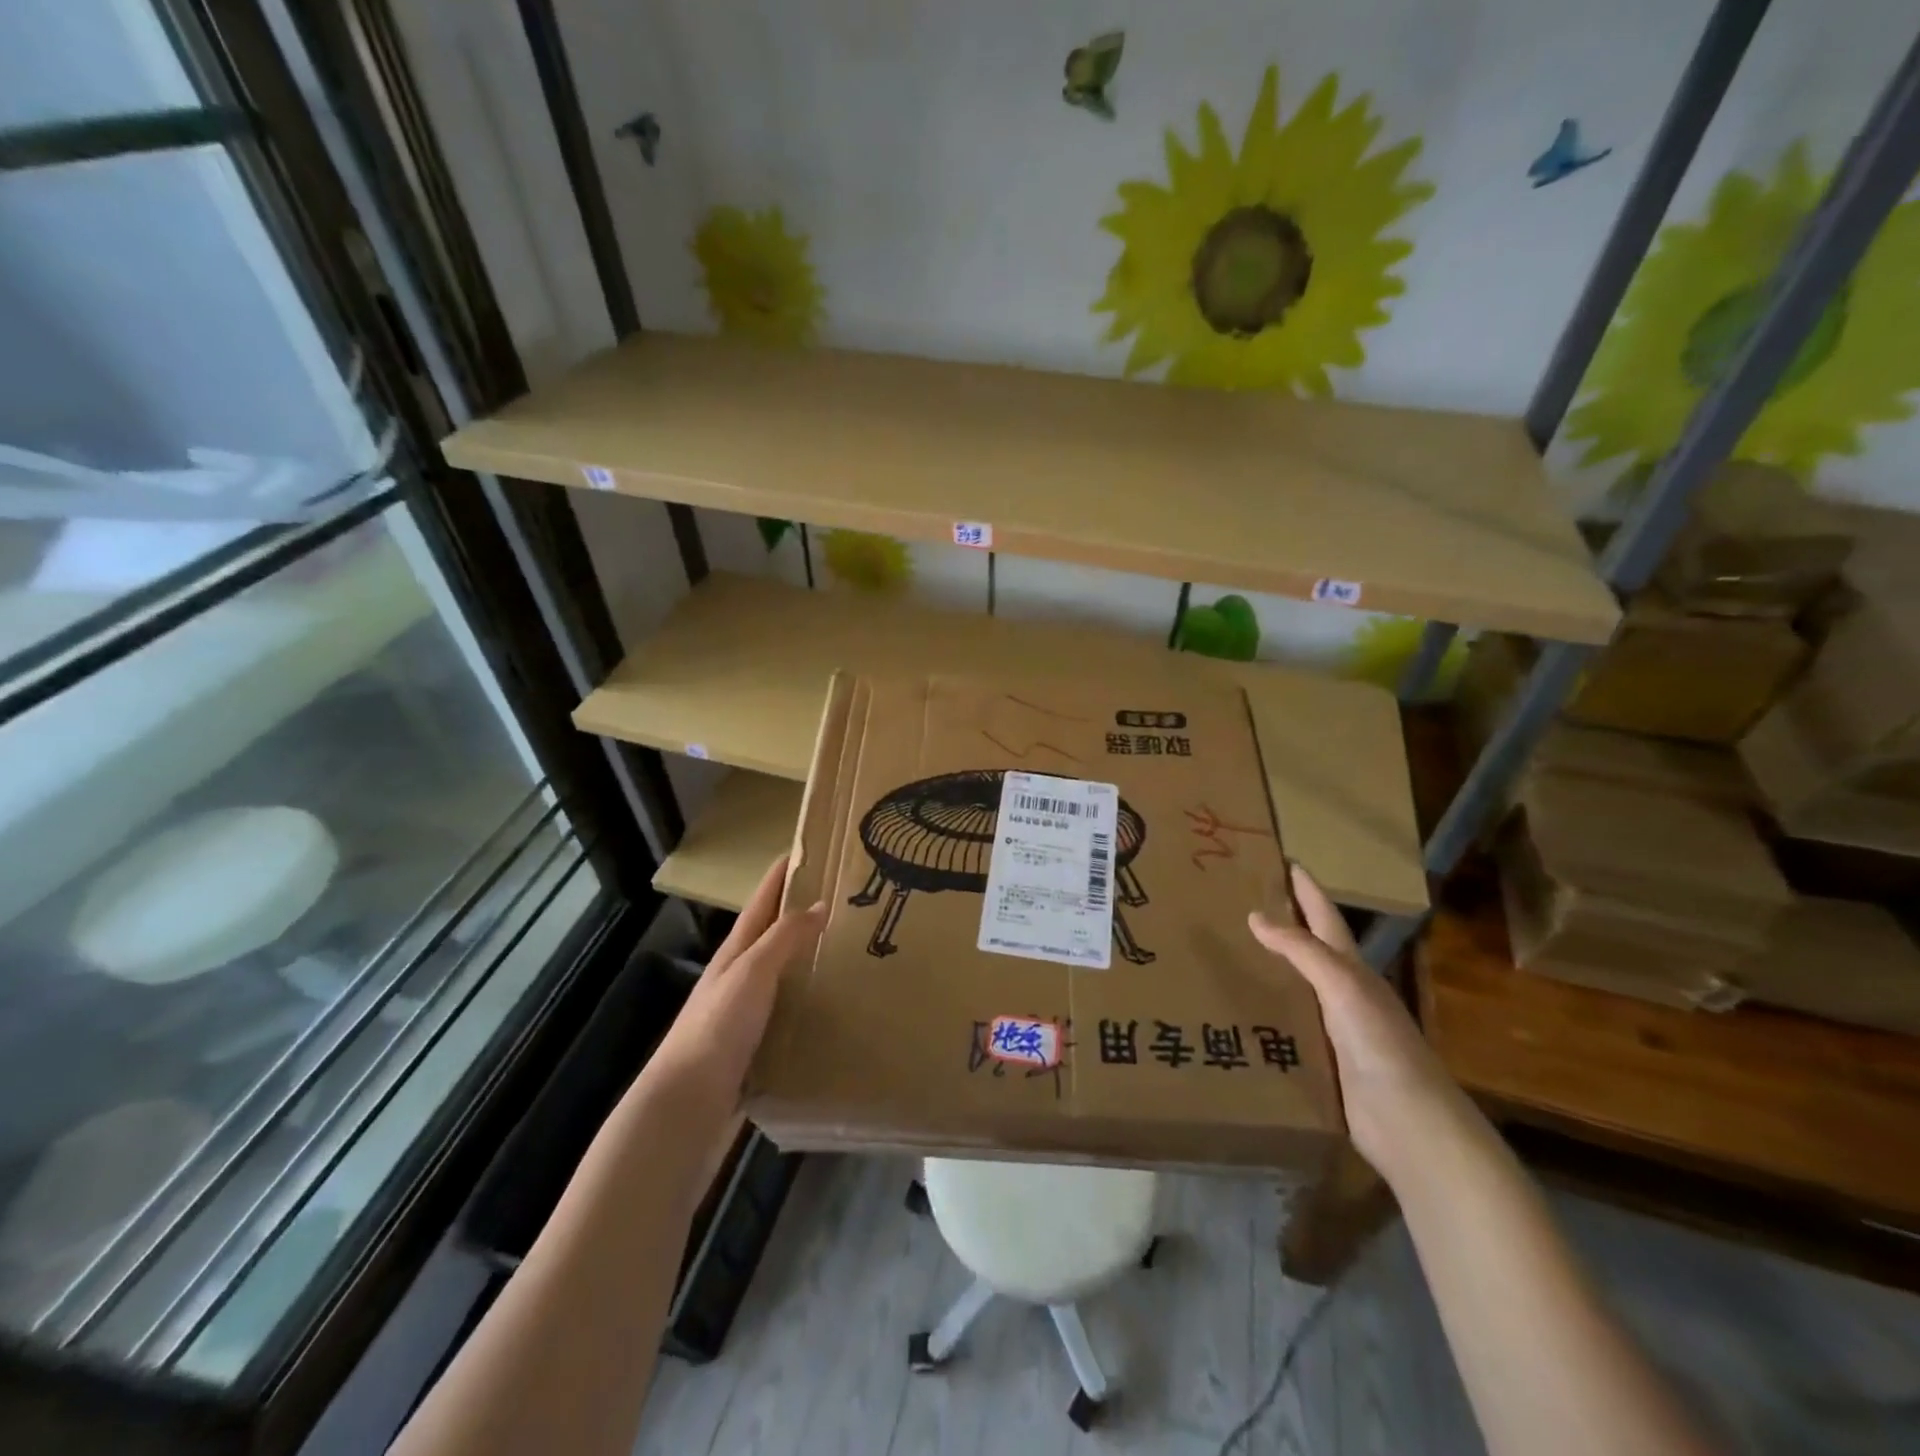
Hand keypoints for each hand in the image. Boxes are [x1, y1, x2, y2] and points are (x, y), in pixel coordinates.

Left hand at [649, 856, 825, 1115]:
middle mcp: (740, 976)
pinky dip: (811, 999)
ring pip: (784, 972)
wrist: (687, 1104)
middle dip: (803, 911)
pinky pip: (790, 1010)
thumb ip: (784, 937)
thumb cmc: (718, 1028)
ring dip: (810, 956)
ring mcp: (747, 1012)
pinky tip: (836, 1006)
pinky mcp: (756, 1044)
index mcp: (736, 951)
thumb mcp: (752, 972)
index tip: (812, 847)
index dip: (783, 872)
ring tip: (851, 947)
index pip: (763, 900)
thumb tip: (819, 903)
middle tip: (846, 898)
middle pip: (774, 933)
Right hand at [1249, 864, 1476, 1184]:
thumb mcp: (1343, 987)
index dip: (1306, 888)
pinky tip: (1234, 1009)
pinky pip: (1284, 1025)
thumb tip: (1255, 914)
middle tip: (1239, 899)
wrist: (1410, 1127)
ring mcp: (1331, 1029)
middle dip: (1281, 922)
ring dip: (1266, 967)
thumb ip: (1302, 951)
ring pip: (1293, 986)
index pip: (1324, 917)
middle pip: (1307, 948)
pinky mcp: (1319, 1061)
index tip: (1282, 859)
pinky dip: (1262, 1010)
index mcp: (1352, 969)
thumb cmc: (1381, 1045)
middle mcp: (1341, 993)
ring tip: (1226, 949)